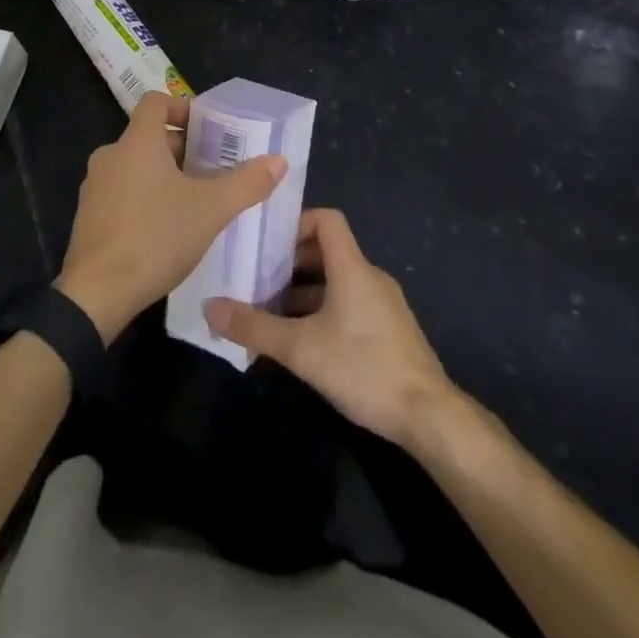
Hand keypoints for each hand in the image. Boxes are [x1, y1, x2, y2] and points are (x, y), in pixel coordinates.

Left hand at [56, 91, 286, 342]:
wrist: (98, 293)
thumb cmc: (156, 238)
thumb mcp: (211, 210)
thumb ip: (247, 183)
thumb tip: (278, 160)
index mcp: (136, 142)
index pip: (156, 102)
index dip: (183, 109)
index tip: (209, 130)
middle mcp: (110, 155)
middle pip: (148, 136)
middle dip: (182, 149)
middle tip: (214, 170)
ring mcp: (95, 186)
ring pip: (135, 166)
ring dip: (164, 175)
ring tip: (195, 200)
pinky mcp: (89, 215)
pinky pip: (121, 191)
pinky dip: (144, 196)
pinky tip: (166, 227)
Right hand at [204, 208, 453, 446]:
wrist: (429, 417)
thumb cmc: (364, 368)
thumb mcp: (300, 349)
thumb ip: (254, 327)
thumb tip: (209, 306)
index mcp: (352, 268)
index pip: (327, 220)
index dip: (296, 223)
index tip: (266, 242)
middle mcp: (369, 277)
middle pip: (326, 251)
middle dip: (289, 263)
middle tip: (255, 278)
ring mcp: (382, 304)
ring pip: (336, 281)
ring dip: (303, 291)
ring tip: (269, 311)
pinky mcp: (388, 330)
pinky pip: (349, 304)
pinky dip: (322, 310)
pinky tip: (301, 340)